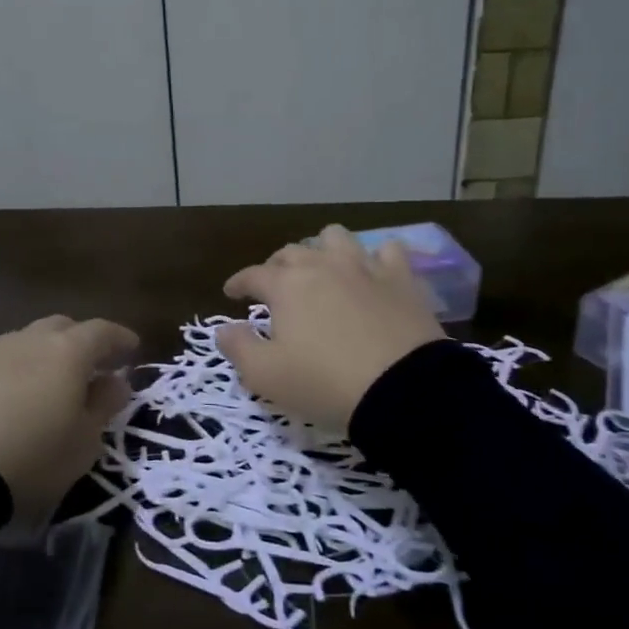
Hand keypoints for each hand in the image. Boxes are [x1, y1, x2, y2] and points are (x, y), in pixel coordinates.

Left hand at [0, 314, 137, 520]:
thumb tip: (115, 381)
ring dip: (45, 355)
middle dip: (81, 341)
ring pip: (28, 341)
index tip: (132, 348)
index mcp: (67, 351)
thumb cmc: (33, 456)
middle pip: (62, 327)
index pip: (101, 331)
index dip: (120, 338)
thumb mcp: (82, 441)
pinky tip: (15, 396)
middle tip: (93, 365)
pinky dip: (17, 371)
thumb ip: (103, 405)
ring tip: (51, 383)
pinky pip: (1, 361)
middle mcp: (29, 340)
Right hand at [217, 225, 446, 429]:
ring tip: (322, 269)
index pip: (252, 274)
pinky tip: (373, 271)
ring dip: (322, 249)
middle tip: (274, 286)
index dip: (238, 283)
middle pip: (291, 252)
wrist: (403, 390)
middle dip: (276, 266)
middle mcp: (322, 265)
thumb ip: (238, 348)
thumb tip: (225, 329)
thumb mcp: (266, 376)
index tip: (231, 293)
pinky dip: (375, 257)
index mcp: (286, 285)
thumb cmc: (324, 383)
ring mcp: (364, 267)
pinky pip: (387, 251)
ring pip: (336, 238)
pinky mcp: (401, 279)